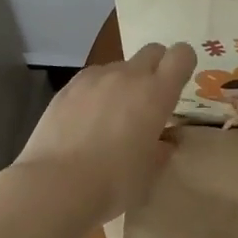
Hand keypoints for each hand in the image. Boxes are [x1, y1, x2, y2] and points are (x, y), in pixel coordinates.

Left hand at [15, 43, 193, 223]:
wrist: (55, 186)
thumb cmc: (113, 183)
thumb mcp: (149, 173)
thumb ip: (161, 150)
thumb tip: (163, 142)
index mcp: (157, 93)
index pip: (181, 55)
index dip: (183, 65)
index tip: (178, 86)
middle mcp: (128, 76)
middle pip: (152, 51)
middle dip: (156, 67)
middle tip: (148, 100)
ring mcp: (95, 78)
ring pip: (119, 66)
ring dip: (123, 82)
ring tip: (110, 117)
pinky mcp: (68, 87)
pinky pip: (92, 79)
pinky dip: (96, 92)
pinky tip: (85, 121)